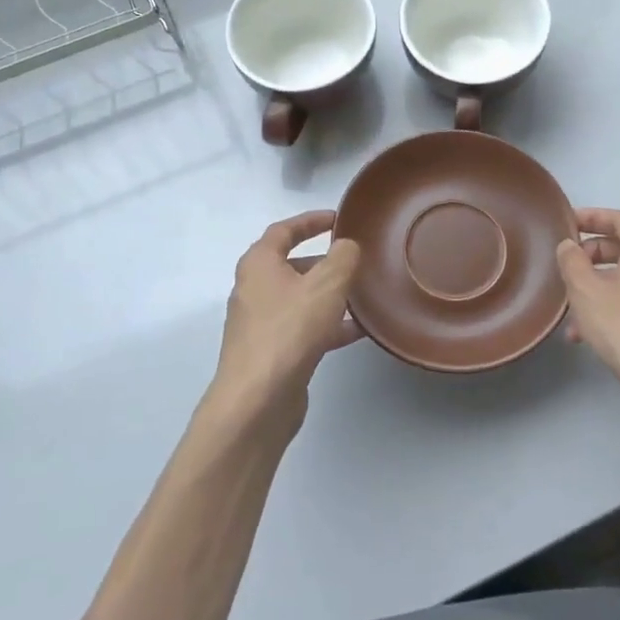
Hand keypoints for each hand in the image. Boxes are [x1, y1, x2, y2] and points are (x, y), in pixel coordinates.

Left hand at [209, 211, 361, 433]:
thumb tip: (347, 246)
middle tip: (356, 259)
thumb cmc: (289, 331)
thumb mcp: (325, 285)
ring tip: (364, 294)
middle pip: (292, 265)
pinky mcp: (272, 352)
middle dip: (325, 261)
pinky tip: (358, 330)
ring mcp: (261, 323)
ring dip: (330, 295)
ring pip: (301, 299)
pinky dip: (328, 324)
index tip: (338, 218)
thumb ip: (342, 258)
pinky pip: (304, 327)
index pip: (284, 230)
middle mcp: (254, 289)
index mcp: (259, 264)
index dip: (311, 221)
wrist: (257, 400)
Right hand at [555, 209, 619, 437]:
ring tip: (570, 307)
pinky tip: (586, 335)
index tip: (568, 222)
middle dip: (593, 253)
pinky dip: (612, 308)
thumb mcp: (585, 290)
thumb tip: (570, 246)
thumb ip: (572, 261)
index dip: (593, 217)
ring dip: (598, 286)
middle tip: (567, 263)